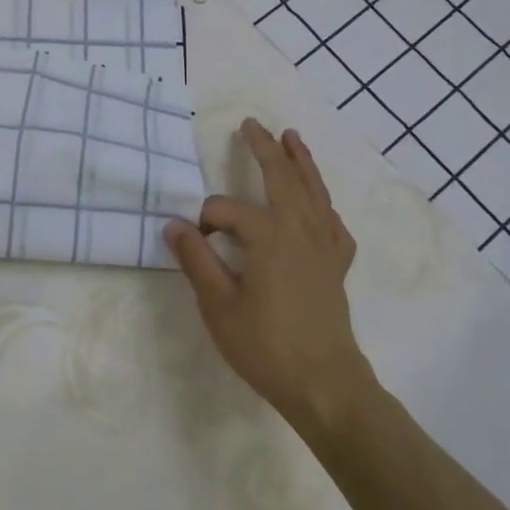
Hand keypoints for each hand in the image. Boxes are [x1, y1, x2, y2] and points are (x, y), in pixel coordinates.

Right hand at [165, 119, 371, 430]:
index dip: (203, 223)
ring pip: (313, 191)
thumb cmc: (266, 345)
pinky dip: (324, 204)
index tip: (194, 244)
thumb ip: (196, 260)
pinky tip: (319, 205)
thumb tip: (173, 225)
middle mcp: (299, 229)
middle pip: (281, 178)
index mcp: (268, 235)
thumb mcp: (218, 305)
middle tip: (251, 124)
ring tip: (292, 137)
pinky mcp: (336, 265)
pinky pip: (332, 223)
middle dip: (264, 149)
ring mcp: (323, 245)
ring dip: (301, 162)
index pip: (224, 211)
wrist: (325, 384)